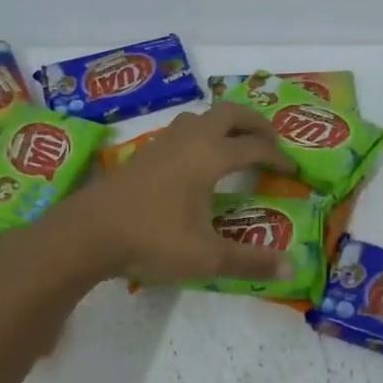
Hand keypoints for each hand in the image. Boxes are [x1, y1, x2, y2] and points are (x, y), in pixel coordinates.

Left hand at [53, 104, 298, 283]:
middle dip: (255, 122)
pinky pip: (182, 130)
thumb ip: (250, 261)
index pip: (254, 147)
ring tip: (236, 144)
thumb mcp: (206, 257)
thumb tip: (292, 270)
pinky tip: (196, 161)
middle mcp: (190, 140)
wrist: (88, 232)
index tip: (293, 170)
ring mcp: (163, 143)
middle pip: (229, 113)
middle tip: (271, 141)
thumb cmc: (152, 239)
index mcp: (210, 156)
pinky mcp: (144, 153)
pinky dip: (201, 134)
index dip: (278, 156)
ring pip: (201, 117)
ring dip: (225, 123)